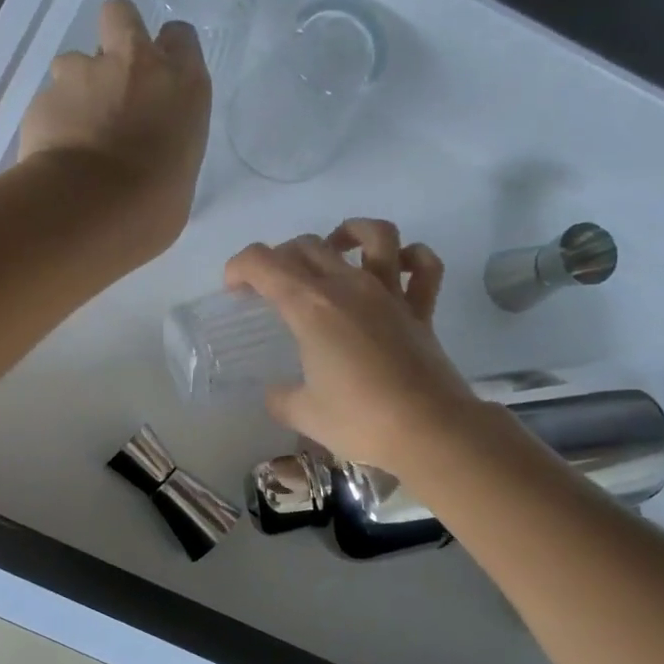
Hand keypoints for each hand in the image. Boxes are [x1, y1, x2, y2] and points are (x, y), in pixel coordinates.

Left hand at [19, 0, 210, 254]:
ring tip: (77, 128)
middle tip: (114, 78)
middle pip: (121, 15)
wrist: (89, 210)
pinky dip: (53, 120)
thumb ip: (166, 142)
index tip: (160, 77)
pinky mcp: (45, 97)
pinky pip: (50, 100)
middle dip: (115, 36)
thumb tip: (149, 148)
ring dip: (77, 86)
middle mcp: (134, 64)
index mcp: (182, 83)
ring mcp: (84, 74)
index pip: (180, 37)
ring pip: (75, 60)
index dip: (167, 52)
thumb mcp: (181, 172)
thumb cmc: (153, 206)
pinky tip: (55, 152)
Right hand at [225, 220, 476, 469]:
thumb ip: (281, 397)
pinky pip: (424, 268)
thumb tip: (277, 392)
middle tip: (273, 285)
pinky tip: (398, 266)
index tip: (234, 290)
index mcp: (311, 307)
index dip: (240, 267)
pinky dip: (412, 258)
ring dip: (349, 232)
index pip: (264, 263)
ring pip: (374, 235)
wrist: (429, 431)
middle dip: (281, 256)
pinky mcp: (420, 310)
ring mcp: (389, 294)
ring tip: (336, 249)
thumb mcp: (304, 414)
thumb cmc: (360, 420)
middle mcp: (349, 287)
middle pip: (308, 245)